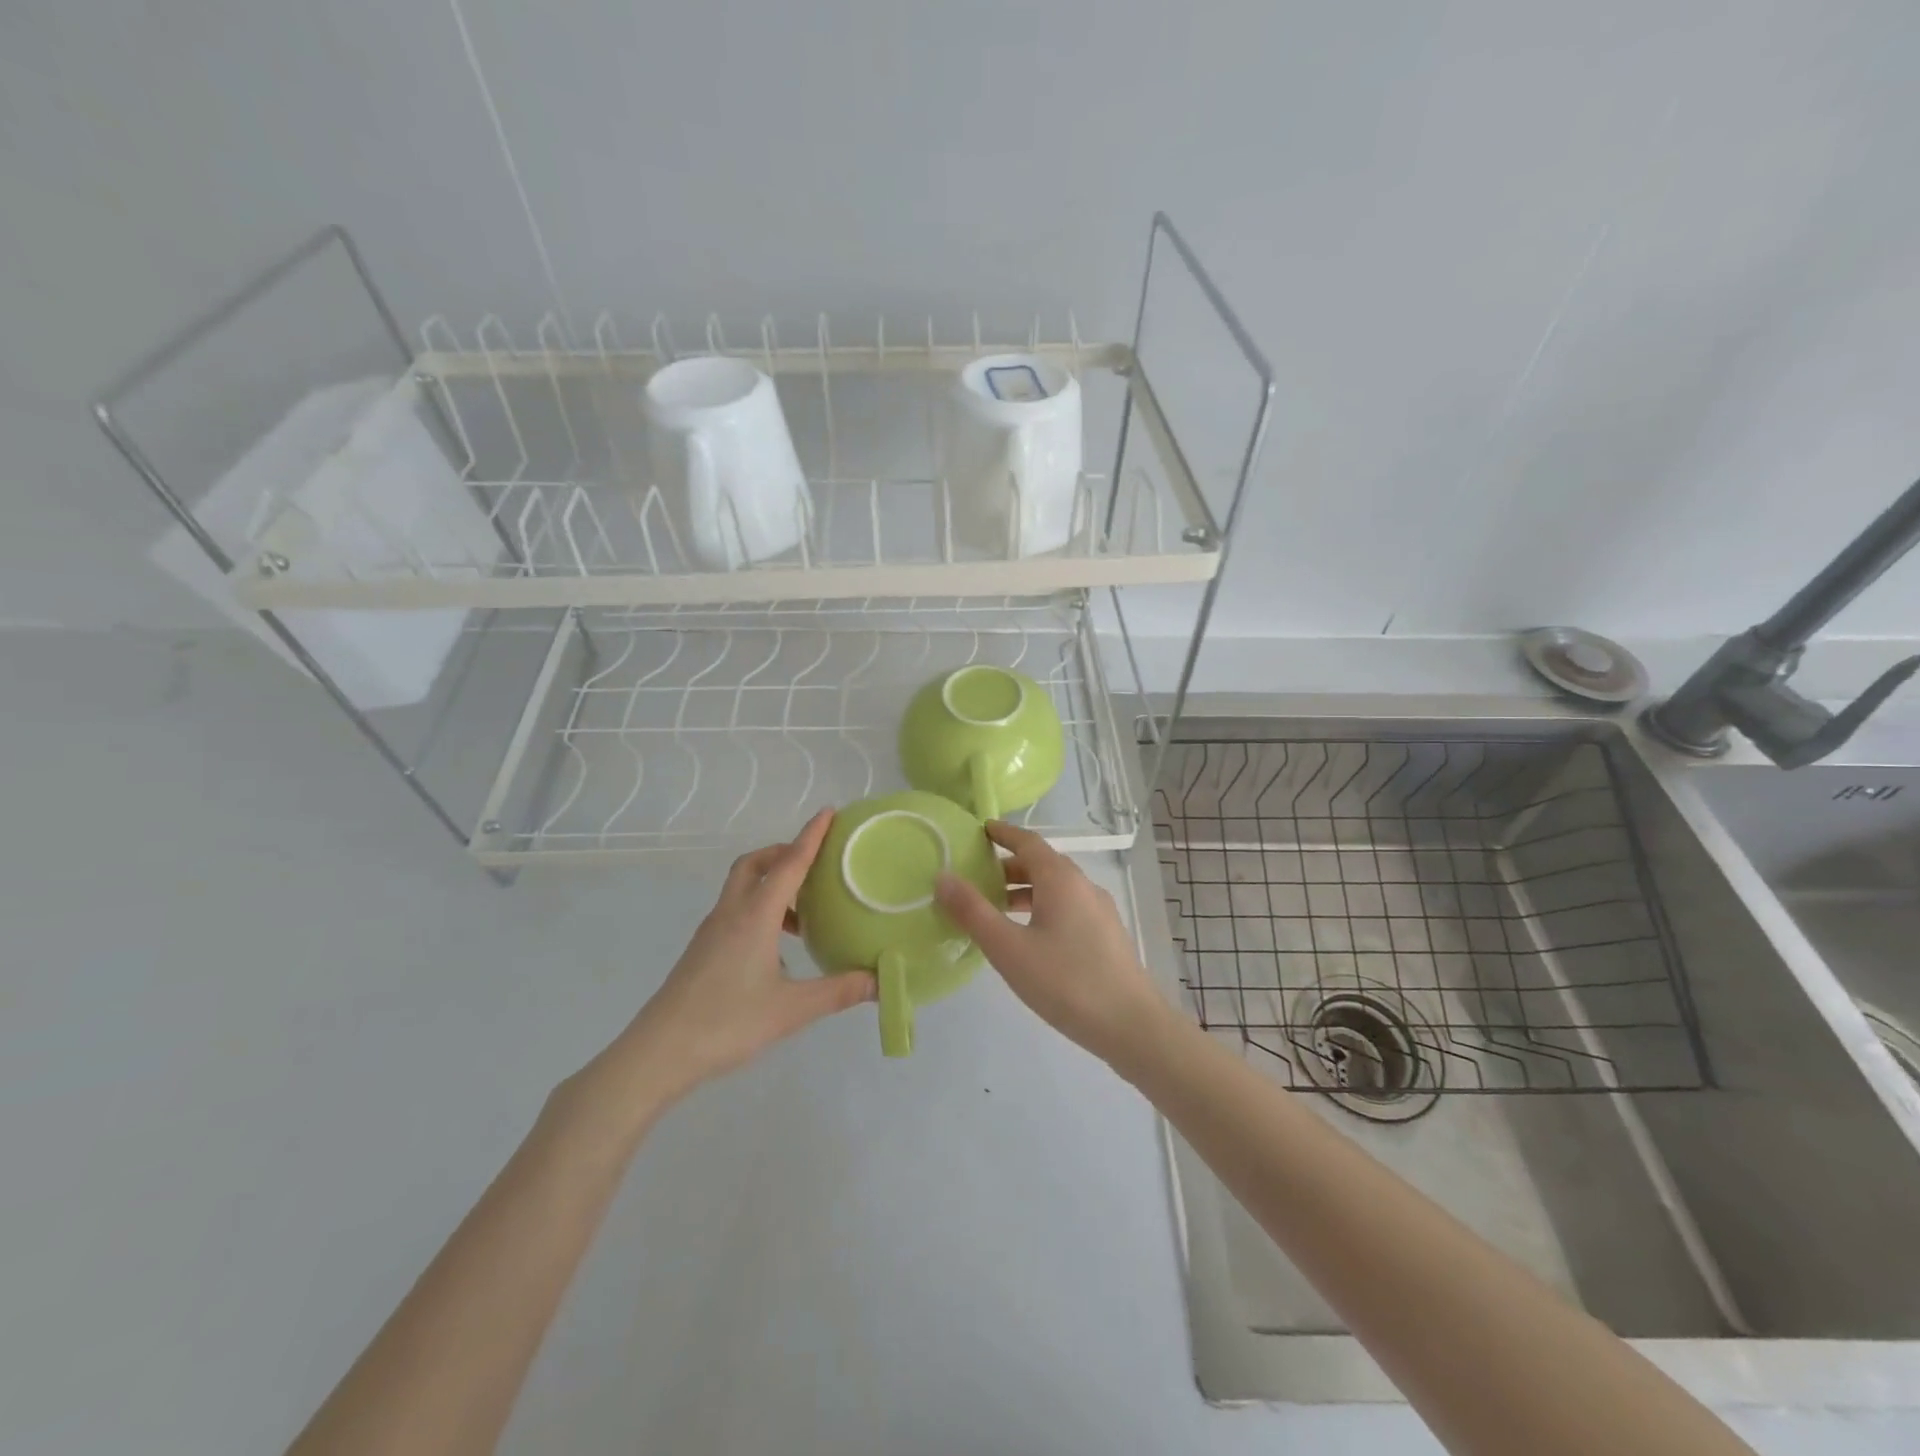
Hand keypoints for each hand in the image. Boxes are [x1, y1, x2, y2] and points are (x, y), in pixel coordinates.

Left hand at [574, 811, 875, 1116]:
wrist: (658, 1053)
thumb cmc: (726, 1023)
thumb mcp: (791, 1010)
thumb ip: (838, 991)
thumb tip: (881, 981)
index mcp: (754, 916)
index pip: (789, 864)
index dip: (811, 836)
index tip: (828, 812)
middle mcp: (731, 913)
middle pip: (755, 864)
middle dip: (784, 852)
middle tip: (815, 862)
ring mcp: (712, 931)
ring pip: (742, 887)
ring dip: (772, 883)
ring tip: (804, 911)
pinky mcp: (703, 950)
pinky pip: (736, 911)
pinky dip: (760, 909)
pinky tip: (777, 947)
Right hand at [934, 820, 1168, 1066]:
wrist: (1132, 1025)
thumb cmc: (1065, 982)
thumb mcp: (1009, 948)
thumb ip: (972, 912)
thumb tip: (942, 877)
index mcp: (1061, 879)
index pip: (1028, 841)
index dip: (1003, 834)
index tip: (980, 831)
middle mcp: (1083, 886)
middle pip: (1042, 864)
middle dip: (1009, 866)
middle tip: (977, 877)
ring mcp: (1099, 911)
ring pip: (1056, 888)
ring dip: (1025, 890)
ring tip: (997, 910)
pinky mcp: (1106, 936)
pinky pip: (1068, 908)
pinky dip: (1042, 908)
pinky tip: (1029, 938)